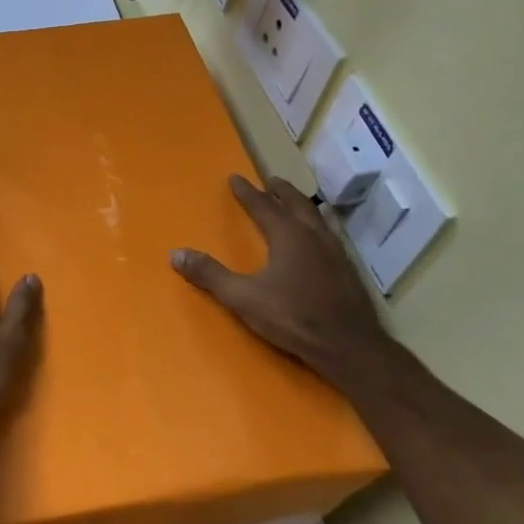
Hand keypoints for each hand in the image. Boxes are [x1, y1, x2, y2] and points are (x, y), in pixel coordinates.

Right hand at [171, 174, 395, 381]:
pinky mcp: (347, 270)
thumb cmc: (293, 317)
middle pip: (296, 204)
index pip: (263, 206)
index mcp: (288, 236)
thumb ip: (210, 275)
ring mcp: (335, 252)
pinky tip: (320, 240)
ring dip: (303, 206)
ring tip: (296, 203)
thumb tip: (175, 254)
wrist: (348, 346)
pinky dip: (319, 226)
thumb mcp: (243, 298)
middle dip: (281, 191)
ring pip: (317, 218)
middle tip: (272, 181)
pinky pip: (330, 235)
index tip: (235, 177)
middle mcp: (313, 236)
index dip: (247, 192)